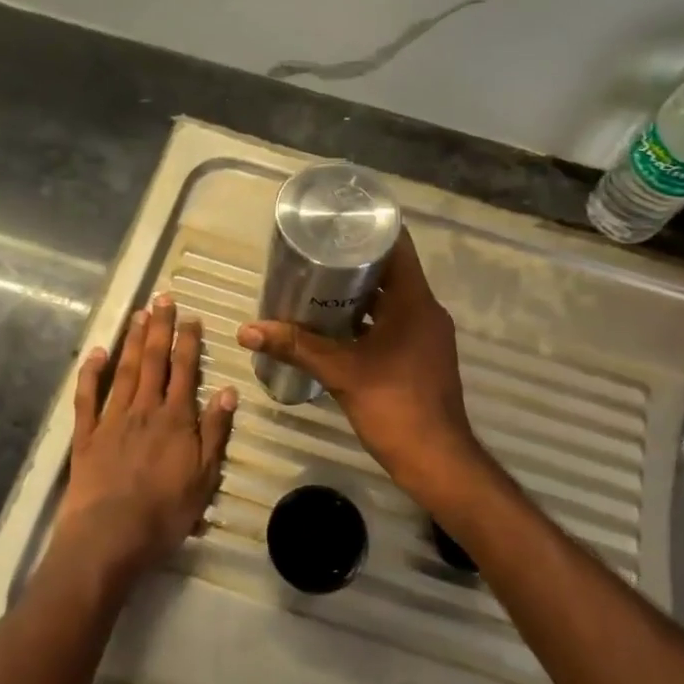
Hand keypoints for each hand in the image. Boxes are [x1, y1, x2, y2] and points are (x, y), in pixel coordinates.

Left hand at [56, 294, 236, 575]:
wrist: (110, 537)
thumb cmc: (164, 513)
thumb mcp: (204, 477)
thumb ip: (215, 431)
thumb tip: (227, 390)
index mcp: (175, 419)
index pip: (184, 370)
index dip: (188, 341)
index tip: (191, 317)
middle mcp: (144, 409)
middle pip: (153, 361)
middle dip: (159, 328)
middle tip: (162, 298)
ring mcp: (112, 419)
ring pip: (123, 370)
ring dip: (131, 340)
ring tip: (138, 313)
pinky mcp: (85, 435)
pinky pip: (87, 397)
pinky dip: (91, 373)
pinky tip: (96, 353)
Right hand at [238, 232, 487, 507]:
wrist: (436, 460)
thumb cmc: (393, 405)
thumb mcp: (340, 372)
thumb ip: (295, 347)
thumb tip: (247, 331)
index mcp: (415, 301)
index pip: (397, 246)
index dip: (368, 230)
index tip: (336, 223)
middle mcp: (426, 310)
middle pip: (392, 271)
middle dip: (354, 262)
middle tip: (315, 255)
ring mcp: (428, 334)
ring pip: (393, 299)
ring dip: (361, 293)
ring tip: (319, 287)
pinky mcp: (423, 355)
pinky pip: (396, 322)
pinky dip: (370, 319)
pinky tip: (338, 327)